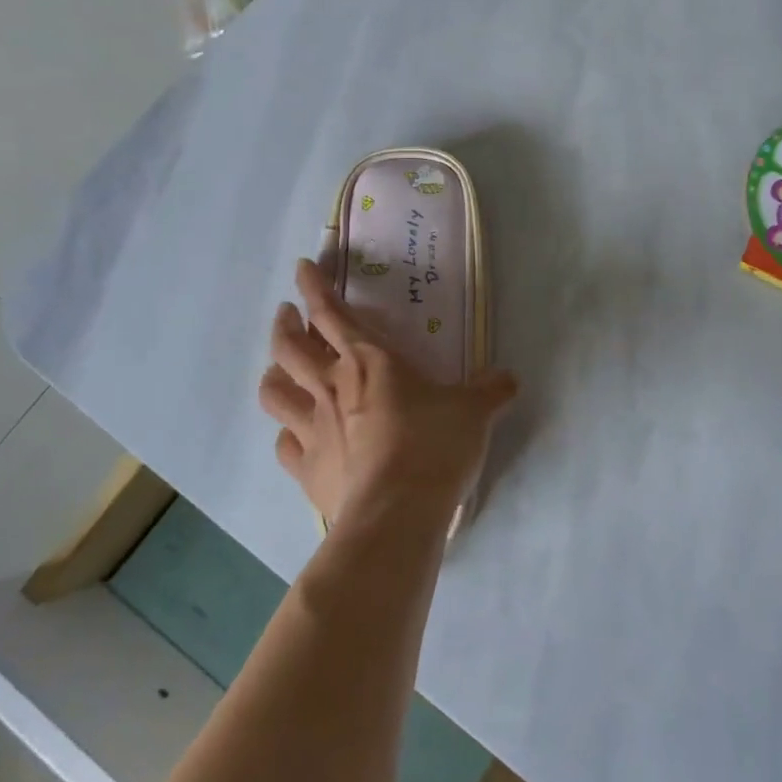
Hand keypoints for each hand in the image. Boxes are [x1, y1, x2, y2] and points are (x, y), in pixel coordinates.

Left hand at [257, 260, 517, 527]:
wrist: (397, 513)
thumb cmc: (434, 446)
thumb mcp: (474, 411)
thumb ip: (489, 390)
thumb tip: (507, 378)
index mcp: (369, 362)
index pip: (332, 313)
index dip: (314, 287)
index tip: (303, 268)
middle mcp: (332, 387)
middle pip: (290, 347)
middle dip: (285, 324)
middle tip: (287, 314)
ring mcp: (313, 430)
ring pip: (275, 392)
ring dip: (273, 373)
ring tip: (279, 368)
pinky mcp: (307, 470)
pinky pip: (284, 445)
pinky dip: (286, 433)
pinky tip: (292, 434)